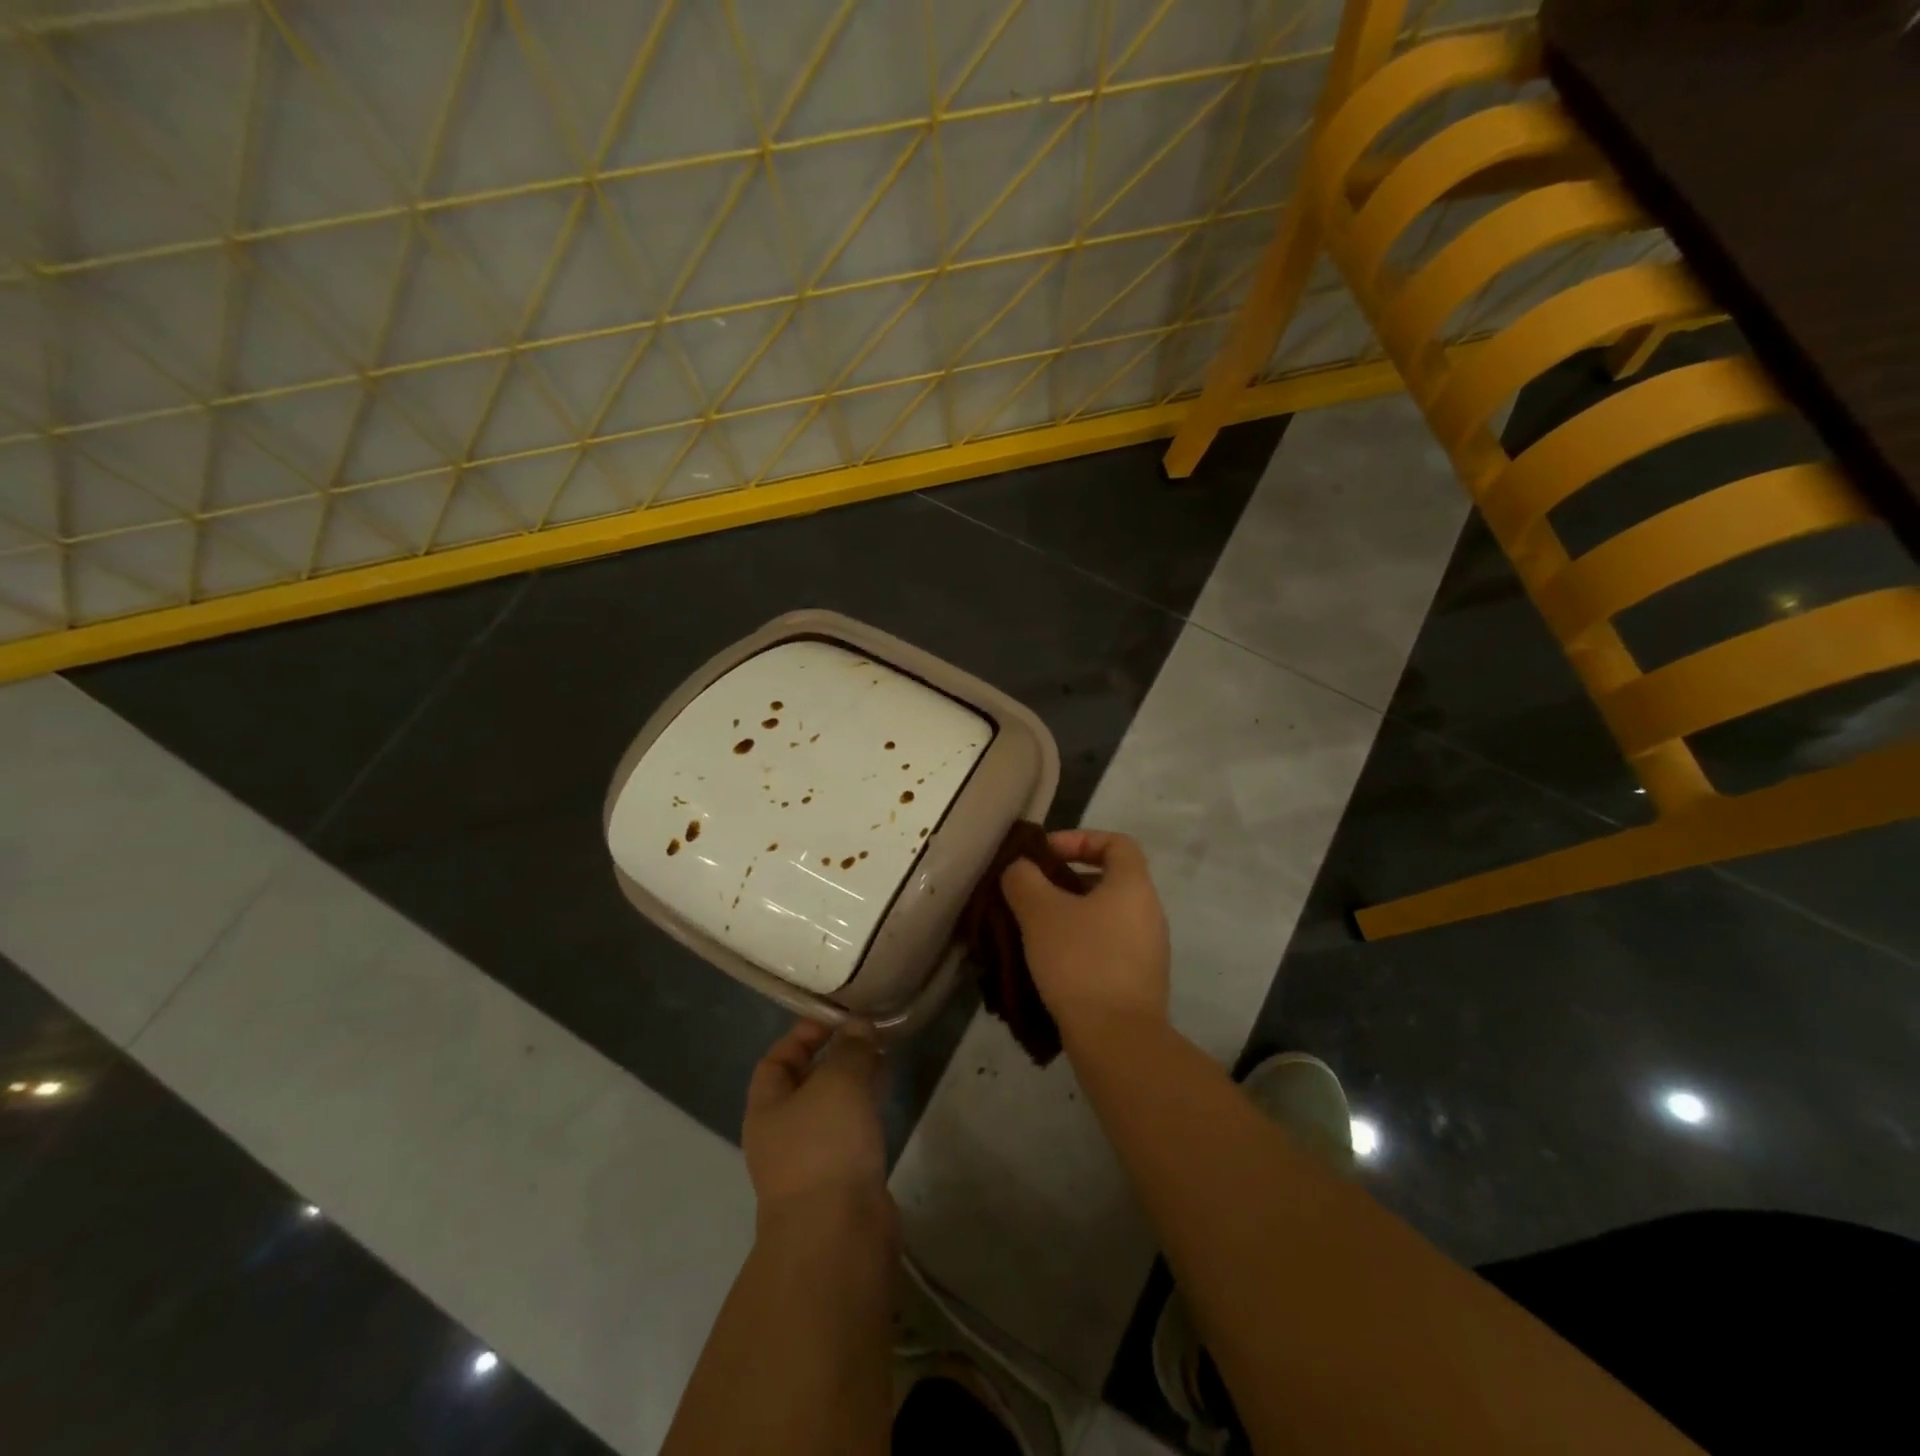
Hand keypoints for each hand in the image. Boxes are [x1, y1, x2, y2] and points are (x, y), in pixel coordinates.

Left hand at [743, 1020, 893, 1234]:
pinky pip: (850, 1133)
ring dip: (853, 1083)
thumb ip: (851, 1049)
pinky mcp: (840, 1181)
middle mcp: (782, 1134)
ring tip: (883, 1059)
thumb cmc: (825, 1147)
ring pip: (831, 1109)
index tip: (837, 1018)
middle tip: (868, 1035)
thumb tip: (859, 1027)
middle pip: (804, 1084)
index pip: (777, 1059)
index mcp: (766, 1108)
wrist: (837, 1236)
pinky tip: (885, 1098)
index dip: (803, 1035)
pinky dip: (865, 1110)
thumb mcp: (839, 1082)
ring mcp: (810, 1161)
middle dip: (834, 1057)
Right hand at [1001, 829, 1169, 1041]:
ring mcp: (1149, 950)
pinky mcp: (1140, 982)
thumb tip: (1020, 869)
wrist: (1118, 1040)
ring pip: (1106, 917)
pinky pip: (1108, 948)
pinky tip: (1052, 965)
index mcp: (1133, 885)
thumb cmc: (1080, 962)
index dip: (1079, 839)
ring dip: (1071, 917)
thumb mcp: (1040, 912)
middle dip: (1067, 882)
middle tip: (1032, 894)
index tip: (1045, 855)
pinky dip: (1081, 946)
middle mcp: (1149, 912)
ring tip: (1035, 931)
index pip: (1116, 842)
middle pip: (1109, 880)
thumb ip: (1024, 880)